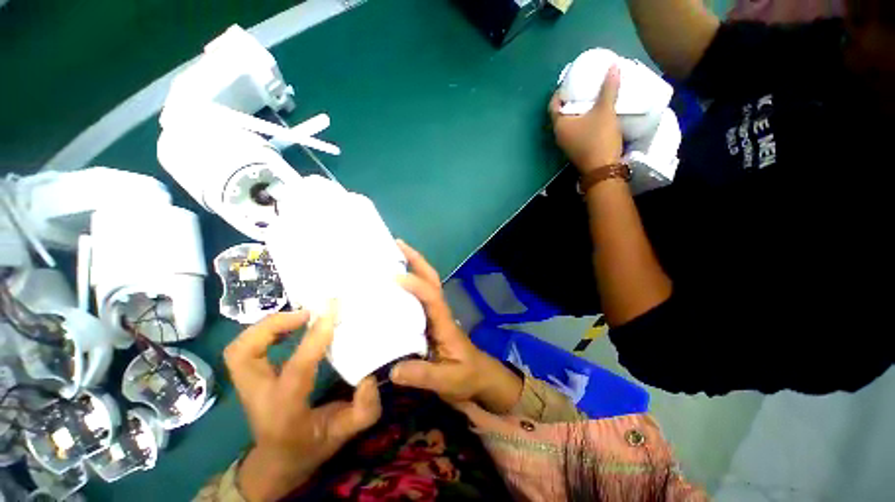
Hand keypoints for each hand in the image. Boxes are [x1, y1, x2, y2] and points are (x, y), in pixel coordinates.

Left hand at [225, 309, 380, 501]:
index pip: (296, 370)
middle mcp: (259, 397)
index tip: (331, 314)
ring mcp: (248, 387)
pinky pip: (245, 349)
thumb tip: (369, 377)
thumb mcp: (344, 434)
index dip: (314, 340)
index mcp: (285, 412)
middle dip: (273, 325)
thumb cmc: (311, 445)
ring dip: (267, 325)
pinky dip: (264, 332)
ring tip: (299, 316)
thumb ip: (363, 410)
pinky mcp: (249, 379)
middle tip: (307, 313)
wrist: (278, 461)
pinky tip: (290, 327)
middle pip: (243, 355)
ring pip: (238, 349)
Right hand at [390, 240, 522, 413]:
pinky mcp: (429, 321)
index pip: (431, 296)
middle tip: (397, 244)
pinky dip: (408, 285)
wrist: (480, 378)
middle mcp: (439, 312)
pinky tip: (392, 286)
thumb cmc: (467, 376)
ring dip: (412, 267)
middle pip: (431, 279)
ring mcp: (435, 314)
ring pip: (426, 284)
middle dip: (416, 260)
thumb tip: (392, 370)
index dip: (415, 284)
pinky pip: (418, 298)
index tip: (394, 276)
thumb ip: (423, 375)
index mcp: (444, 322)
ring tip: (391, 256)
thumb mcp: (448, 380)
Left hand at [550, 65, 623, 173]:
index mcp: (559, 125)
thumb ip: (608, 88)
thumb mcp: (605, 110)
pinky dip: (581, 121)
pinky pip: (575, 131)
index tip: (570, 81)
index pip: (553, 105)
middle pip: (560, 114)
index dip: (560, 92)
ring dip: (576, 111)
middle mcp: (559, 135)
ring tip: (589, 98)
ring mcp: (566, 144)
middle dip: (570, 100)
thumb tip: (612, 66)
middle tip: (582, 87)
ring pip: (568, 123)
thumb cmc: (599, 138)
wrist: (603, 168)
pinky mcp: (575, 149)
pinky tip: (594, 114)